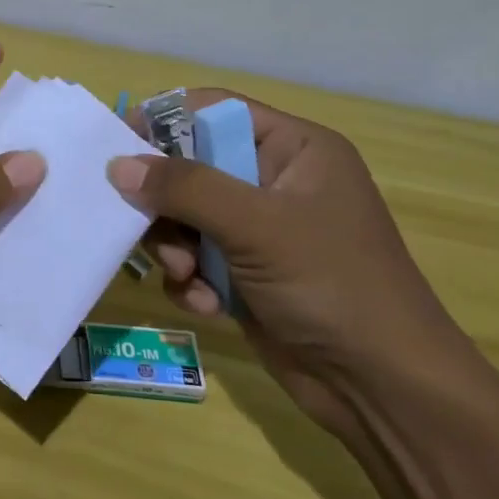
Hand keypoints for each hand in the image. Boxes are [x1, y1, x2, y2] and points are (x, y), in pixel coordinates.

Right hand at [107, 92, 469, 434]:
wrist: (382, 388)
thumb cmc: (332, 285)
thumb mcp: (258, 226)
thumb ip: (185, 188)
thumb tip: (118, 164)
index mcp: (294, 149)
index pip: (212, 111)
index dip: (163, 122)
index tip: (116, 146)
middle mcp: (274, 181)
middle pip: (190, 167)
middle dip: (167, 204)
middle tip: (147, 228)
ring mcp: (259, 230)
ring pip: (184, 217)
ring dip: (175, 248)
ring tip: (188, 277)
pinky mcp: (245, 272)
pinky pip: (194, 258)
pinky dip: (191, 281)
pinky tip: (208, 306)